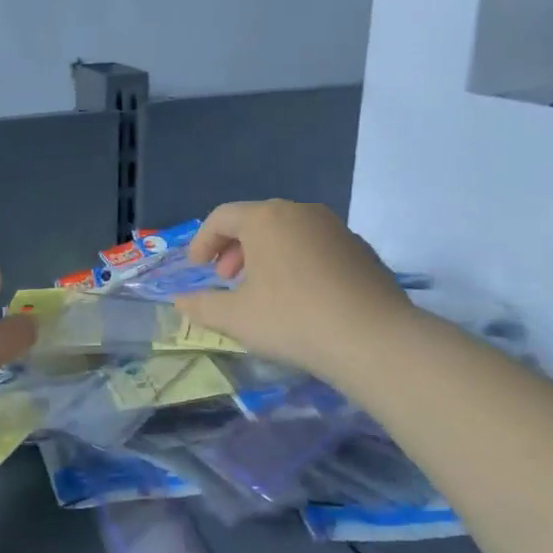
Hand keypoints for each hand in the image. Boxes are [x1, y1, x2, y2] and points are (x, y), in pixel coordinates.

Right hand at [172, 200, 410, 379]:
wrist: (373, 339)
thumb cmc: (292, 319)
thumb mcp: (235, 317)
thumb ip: (201, 305)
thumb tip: (180, 300)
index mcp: (266, 218)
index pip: (222, 217)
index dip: (203, 241)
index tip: (198, 269)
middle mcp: (301, 213)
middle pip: (257, 220)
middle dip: (234, 248)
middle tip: (227, 279)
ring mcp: (336, 229)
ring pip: (288, 233)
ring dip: (266, 256)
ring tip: (261, 290)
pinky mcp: (361, 250)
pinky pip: (316, 248)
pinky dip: (297, 263)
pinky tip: (300, 298)